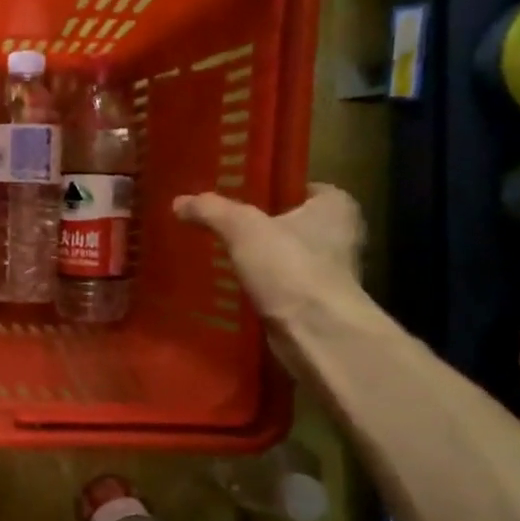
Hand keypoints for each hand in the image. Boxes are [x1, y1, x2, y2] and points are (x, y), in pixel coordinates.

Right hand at [172, 184, 364, 325]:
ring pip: (285, 257)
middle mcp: (341, 236)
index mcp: (336, 206)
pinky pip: (281, 286)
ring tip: (218, 255)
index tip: (238, 194)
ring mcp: (330, 273)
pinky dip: (260, 287)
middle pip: (292, 223)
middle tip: (220, 224)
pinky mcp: (315, 304)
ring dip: (258, 259)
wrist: (317, 333)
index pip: (302, 187)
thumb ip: (211, 210)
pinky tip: (229, 287)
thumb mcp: (242, 227)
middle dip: (259, 226)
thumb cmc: (290, 267)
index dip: (271, 189)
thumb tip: (179, 202)